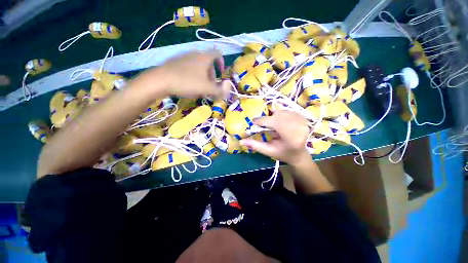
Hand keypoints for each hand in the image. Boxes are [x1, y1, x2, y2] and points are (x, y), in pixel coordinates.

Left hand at [138, 50, 229, 98]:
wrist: (161, 80)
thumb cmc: (187, 82)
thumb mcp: (207, 89)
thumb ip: (220, 90)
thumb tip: (228, 91)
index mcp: (204, 57)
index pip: (218, 54)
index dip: (222, 63)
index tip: (221, 74)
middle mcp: (195, 54)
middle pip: (208, 62)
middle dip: (212, 74)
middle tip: (211, 86)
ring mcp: (184, 57)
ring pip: (199, 65)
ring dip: (203, 75)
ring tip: (200, 87)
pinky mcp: (176, 62)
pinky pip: (189, 67)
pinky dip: (194, 74)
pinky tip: (189, 84)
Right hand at [240, 111, 310, 165]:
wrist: (299, 154)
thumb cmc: (283, 154)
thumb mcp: (268, 151)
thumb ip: (255, 145)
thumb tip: (241, 141)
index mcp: (292, 138)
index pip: (275, 123)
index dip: (262, 121)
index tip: (254, 122)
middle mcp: (300, 127)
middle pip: (278, 116)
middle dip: (268, 119)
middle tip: (264, 126)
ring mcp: (303, 121)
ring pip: (282, 112)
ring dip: (274, 117)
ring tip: (274, 127)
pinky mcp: (303, 118)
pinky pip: (287, 111)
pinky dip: (280, 115)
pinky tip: (281, 123)